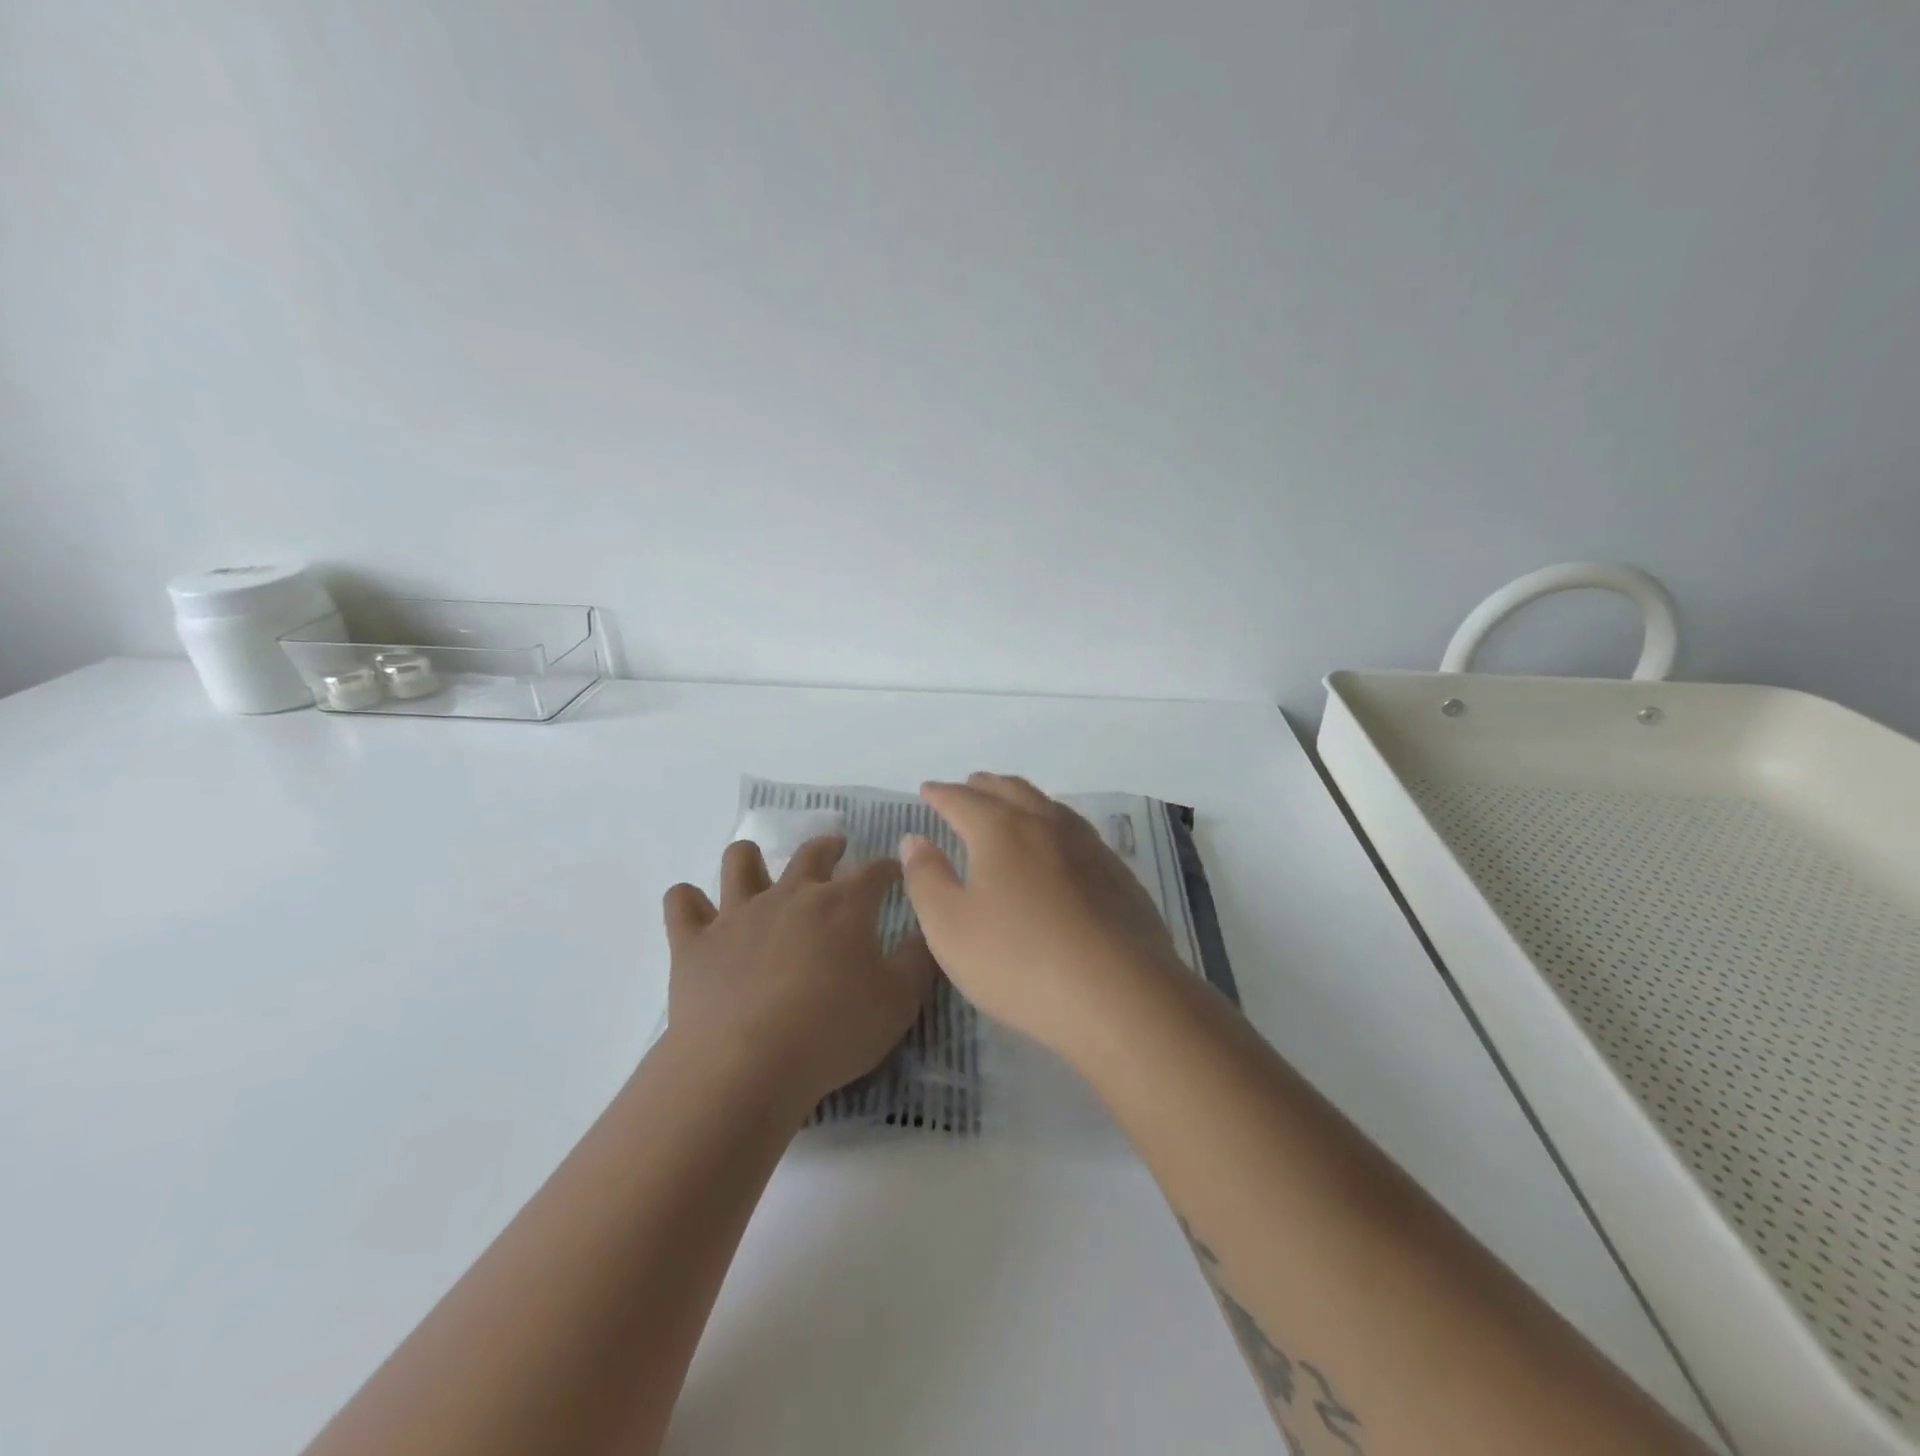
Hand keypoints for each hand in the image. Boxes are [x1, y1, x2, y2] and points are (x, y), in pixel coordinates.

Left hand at [662, 836, 935, 1113]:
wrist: (747, 1065)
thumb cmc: (833, 1031)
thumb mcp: (899, 1000)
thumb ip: (917, 959)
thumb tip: (925, 929)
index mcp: (842, 904)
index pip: (874, 871)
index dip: (888, 869)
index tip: (895, 873)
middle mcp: (790, 895)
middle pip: (811, 854)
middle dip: (828, 846)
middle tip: (835, 847)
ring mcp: (738, 914)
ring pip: (739, 862)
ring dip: (750, 859)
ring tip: (756, 868)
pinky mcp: (694, 941)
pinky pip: (682, 904)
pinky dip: (688, 902)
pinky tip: (696, 911)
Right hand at [899, 773, 1182, 1055]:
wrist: (1121, 997)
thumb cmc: (1020, 962)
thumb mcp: (951, 927)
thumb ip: (926, 878)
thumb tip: (915, 839)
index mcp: (1002, 830)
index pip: (962, 800)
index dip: (940, 794)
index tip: (927, 790)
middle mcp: (1047, 825)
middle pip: (1010, 791)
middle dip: (983, 786)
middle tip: (967, 786)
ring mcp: (1089, 846)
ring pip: (1049, 806)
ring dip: (1021, 798)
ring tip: (1010, 805)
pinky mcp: (1118, 874)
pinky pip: (1077, 831)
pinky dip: (1054, 824)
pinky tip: (1057, 847)